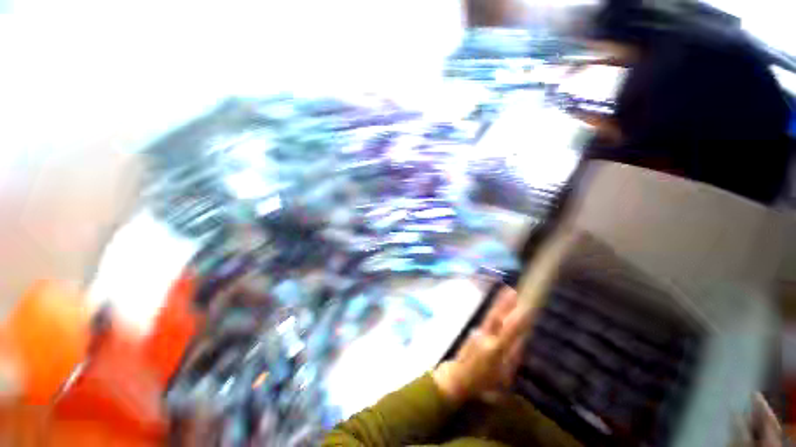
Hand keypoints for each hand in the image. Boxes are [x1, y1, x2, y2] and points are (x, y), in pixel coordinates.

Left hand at [433, 286, 532, 403]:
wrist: (457, 377)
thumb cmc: (482, 382)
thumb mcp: (503, 375)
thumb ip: (513, 357)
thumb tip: (521, 340)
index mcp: (495, 349)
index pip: (510, 331)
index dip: (519, 319)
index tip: (527, 307)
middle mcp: (486, 336)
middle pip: (497, 316)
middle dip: (506, 302)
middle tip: (514, 289)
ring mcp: (478, 332)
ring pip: (492, 315)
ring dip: (501, 303)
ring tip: (508, 291)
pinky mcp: (474, 331)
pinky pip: (488, 319)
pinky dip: (495, 311)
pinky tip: (500, 306)